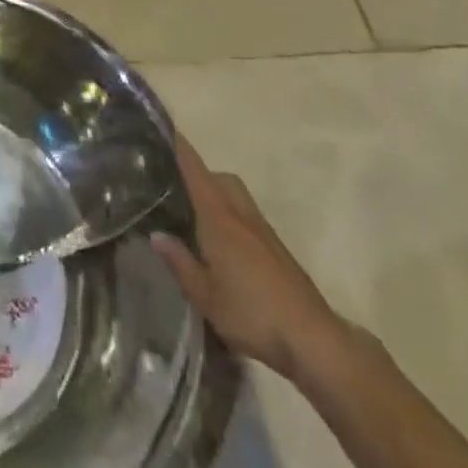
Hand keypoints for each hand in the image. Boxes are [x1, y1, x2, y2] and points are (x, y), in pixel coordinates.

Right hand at [151, 136, 343, 377]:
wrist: (311, 337)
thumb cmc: (252, 313)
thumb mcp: (205, 296)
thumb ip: (180, 262)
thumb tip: (156, 234)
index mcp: (219, 217)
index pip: (196, 170)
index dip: (179, 147)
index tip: (162, 130)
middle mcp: (240, 213)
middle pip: (219, 177)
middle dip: (198, 174)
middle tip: (174, 188)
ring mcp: (262, 229)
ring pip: (235, 194)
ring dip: (216, 193)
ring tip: (195, 215)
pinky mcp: (275, 247)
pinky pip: (246, 214)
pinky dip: (230, 214)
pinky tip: (221, 242)